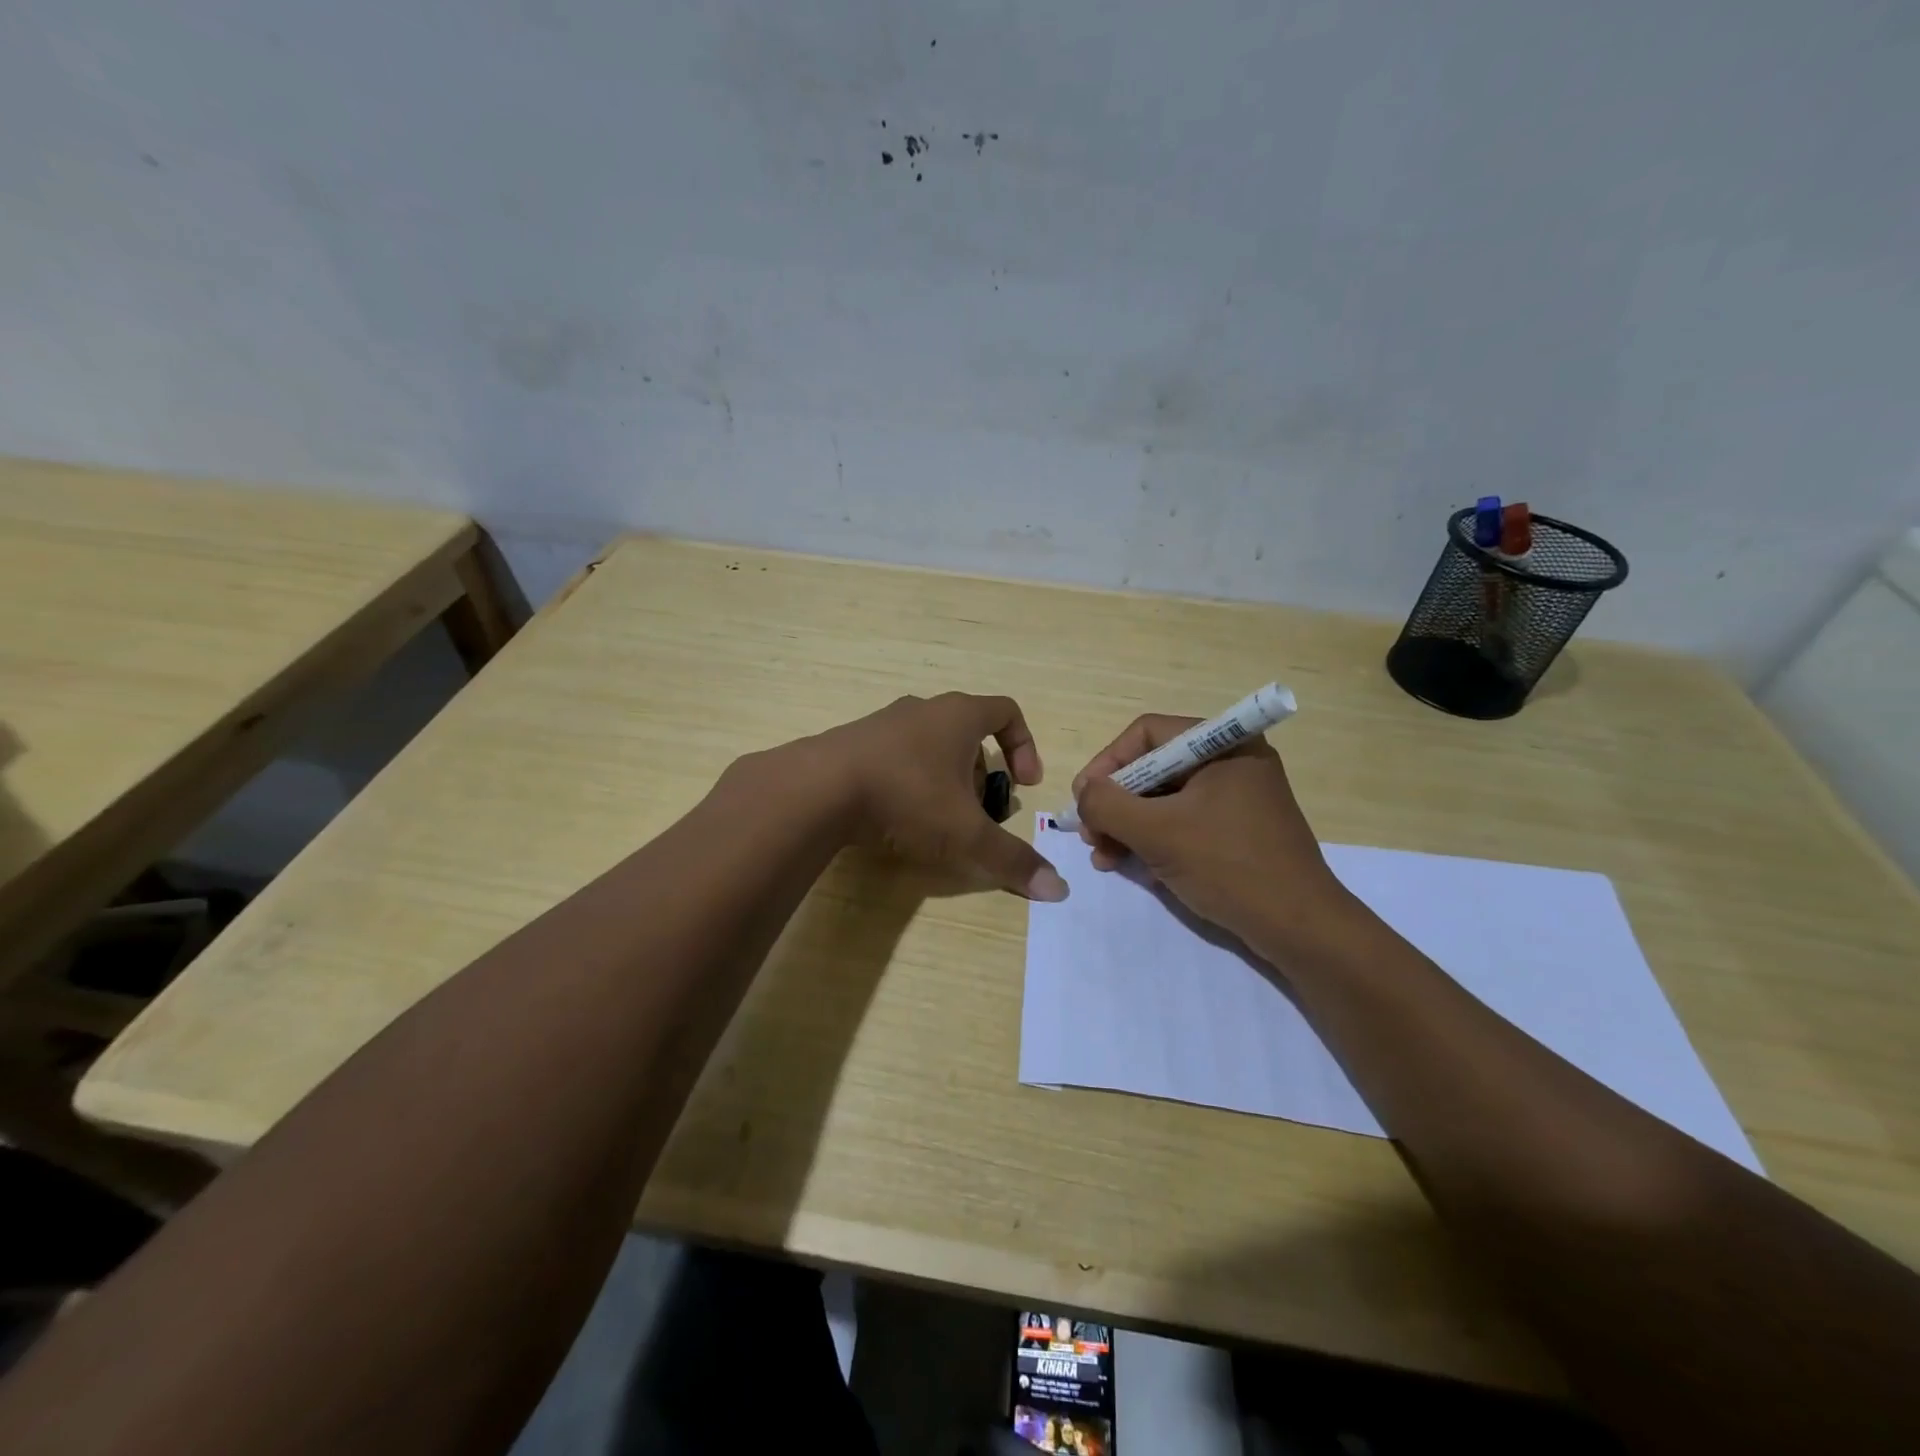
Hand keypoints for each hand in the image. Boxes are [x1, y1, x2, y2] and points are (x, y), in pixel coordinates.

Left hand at [809, 693, 1067, 900]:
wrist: (818, 788)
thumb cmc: (907, 797)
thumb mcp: (966, 834)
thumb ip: (1011, 860)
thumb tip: (1058, 890)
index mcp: (959, 716)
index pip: (1007, 711)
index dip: (1024, 746)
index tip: (1024, 784)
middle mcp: (923, 709)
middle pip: (968, 733)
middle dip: (982, 774)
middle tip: (979, 812)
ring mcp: (884, 722)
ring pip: (930, 745)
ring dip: (945, 778)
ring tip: (938, 820)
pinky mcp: (853, 742)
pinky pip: (896, 756)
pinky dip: (909, 781)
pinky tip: (897, 817)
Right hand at [1071, 714, 1355, 948]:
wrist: (1301, 929)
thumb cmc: (1230, 867)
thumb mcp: (1158, 833)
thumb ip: (1109, 805)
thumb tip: (1083, 793)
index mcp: (1223, 744)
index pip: (1147, 735)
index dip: (1106, 764)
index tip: (1082, 800)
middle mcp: (1231, 761)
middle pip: (1153, 767)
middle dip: (1115, 803)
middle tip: (1089, 835)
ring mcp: (1237, 796)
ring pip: (1164, 799)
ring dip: (1128, 826)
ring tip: (1103, 858)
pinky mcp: (1237, 829)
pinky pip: (1183, 821)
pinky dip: (1153, 839)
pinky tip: (1131, 865)